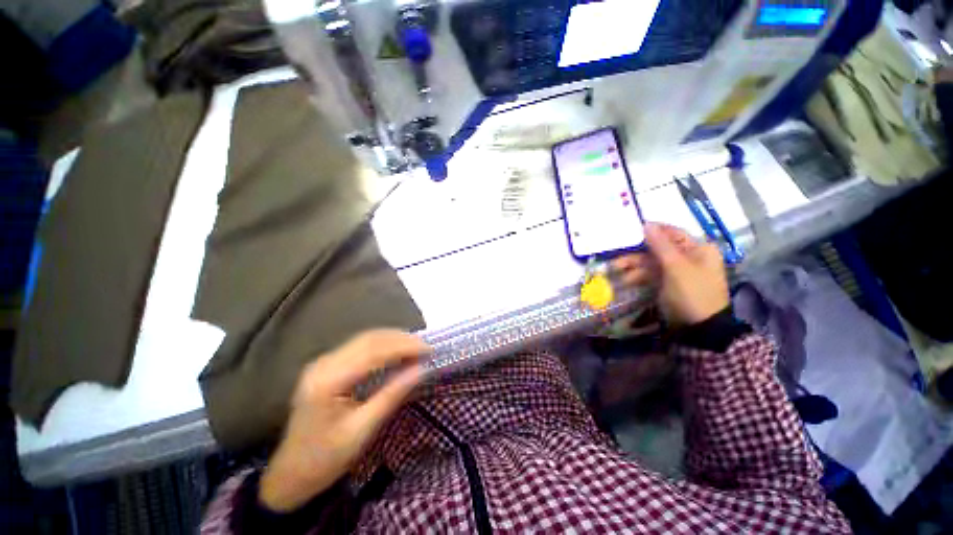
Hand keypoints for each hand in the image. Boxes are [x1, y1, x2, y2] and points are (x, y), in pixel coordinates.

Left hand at [259, 330, 427, 511]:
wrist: (290, 474)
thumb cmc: (326, 458)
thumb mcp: (362, 430)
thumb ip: (392, 394)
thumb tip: (422, 370)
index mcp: (329, 381)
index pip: (373, 351)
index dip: (404, 346)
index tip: (429, 349)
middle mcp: (324, 363)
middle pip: (369, 339)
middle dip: (401, 339)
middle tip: (426, 348)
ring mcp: (323, 362)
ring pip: (365, 339)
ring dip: (393, 339)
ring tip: (416, 347)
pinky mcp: (327, 365)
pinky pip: (360, 346)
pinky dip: (383, 345)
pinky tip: (396, 350)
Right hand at [612, 223, 728, 325]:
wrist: (700, 328)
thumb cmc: (692, 292)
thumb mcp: (676, 266)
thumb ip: (660, 245)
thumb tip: (647, 224)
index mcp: (698, 248)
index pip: (672, 232)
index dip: (652, 231)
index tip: (630, 231)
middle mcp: (689, 257)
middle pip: (657, 249)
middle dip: (636, 253)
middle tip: (617, 257)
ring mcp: (678, 271)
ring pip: (651, 263)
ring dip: (634, 266)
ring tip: (616, 270)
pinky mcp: (669, 283)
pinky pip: (651, 275)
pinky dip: (639, 276)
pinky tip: (626, 281)